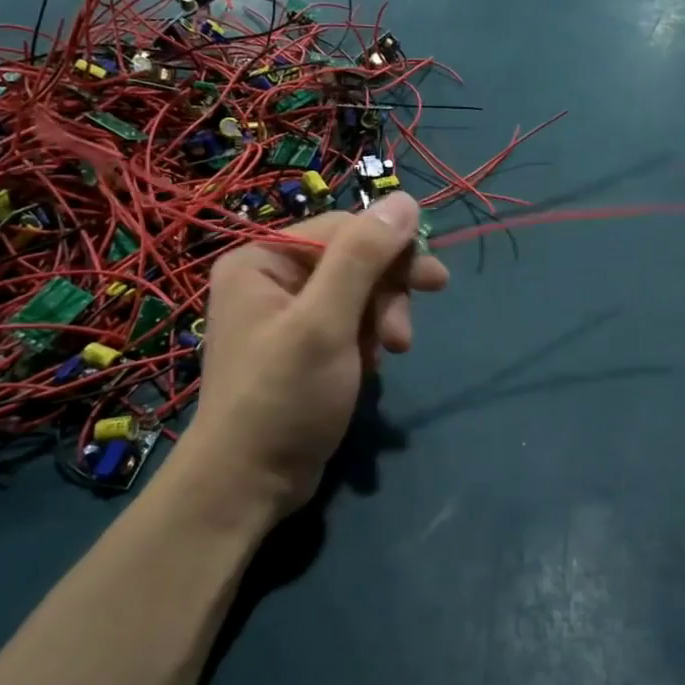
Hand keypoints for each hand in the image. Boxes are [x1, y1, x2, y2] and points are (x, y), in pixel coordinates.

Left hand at [190, 193, 448, 517]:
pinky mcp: (301, 345)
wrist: (249, 484)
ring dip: (379, 323)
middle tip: (402, 338)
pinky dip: (366, 343)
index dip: (392, 250)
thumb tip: (406, 200)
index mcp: (263, 258)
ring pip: (357, 295)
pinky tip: (366, 370)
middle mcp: (271, 277)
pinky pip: (348, 324)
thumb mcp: (326, 323)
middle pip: (352, 261)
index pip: (344, 230)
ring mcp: (285, 313)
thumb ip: (363, 258)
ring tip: (384, 360)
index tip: (435, 281)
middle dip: (385, 296)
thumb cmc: (283, 398)